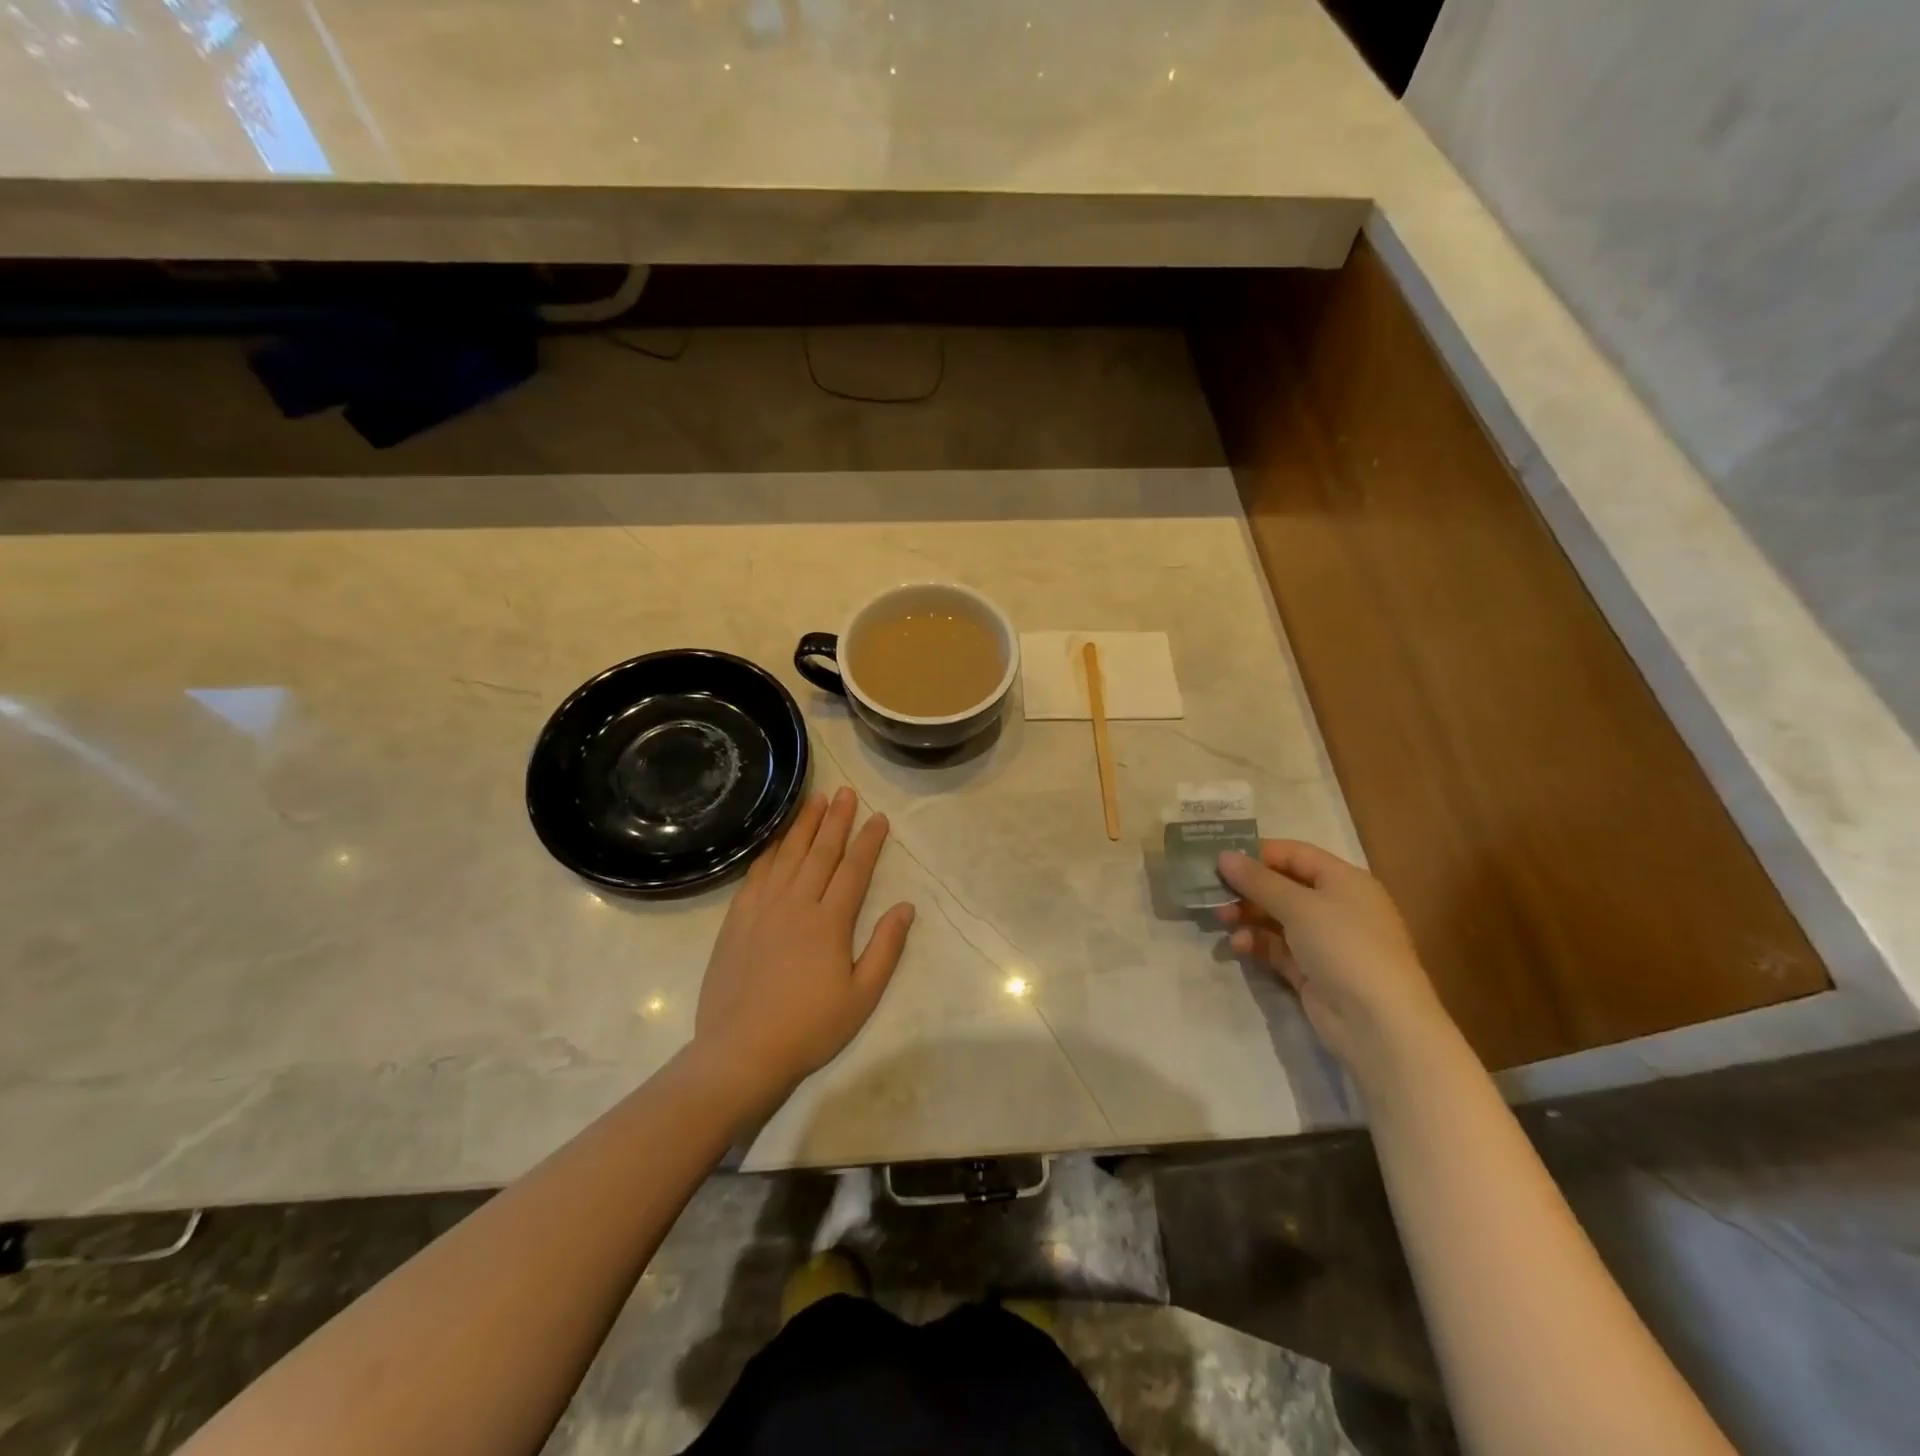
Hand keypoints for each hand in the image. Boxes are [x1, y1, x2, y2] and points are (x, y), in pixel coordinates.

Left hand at [693, 788, 915, 1108]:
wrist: (741, 1052)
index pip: (854, 869)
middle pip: (821, 852)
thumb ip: (885, 948)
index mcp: (830, 922)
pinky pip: (756, 875)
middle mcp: (796, 904)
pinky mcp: (736, 920)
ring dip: (804, 826)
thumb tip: (906, 907)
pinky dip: (769, 852)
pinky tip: (776, 840)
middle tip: (845, 791)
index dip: (868, 841)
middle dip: (836, 820)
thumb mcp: (862, 996)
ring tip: (815, 800)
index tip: (878, 817)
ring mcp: (762, 909)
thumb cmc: (810, 1028)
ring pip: (787, 856)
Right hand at [1216, 840, 1450, 1077]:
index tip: (1219, 858)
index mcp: (1344, 880)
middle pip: (1283, 886)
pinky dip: (1257, 943)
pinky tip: (1238, 946)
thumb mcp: (1299, 906)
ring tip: (1220, 919)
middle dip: (1247, 888)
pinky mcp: (1313, 972)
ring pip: (1277, 918)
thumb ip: (1258, 880)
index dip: (1258, 853)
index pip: (1295, 854)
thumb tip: (1223, 856)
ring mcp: (1325, 942)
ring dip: (1247, 916)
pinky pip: (1278, 948)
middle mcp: (1336, 906)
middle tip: (1210, 891)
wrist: (1379, 1024)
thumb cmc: (1344, 947)